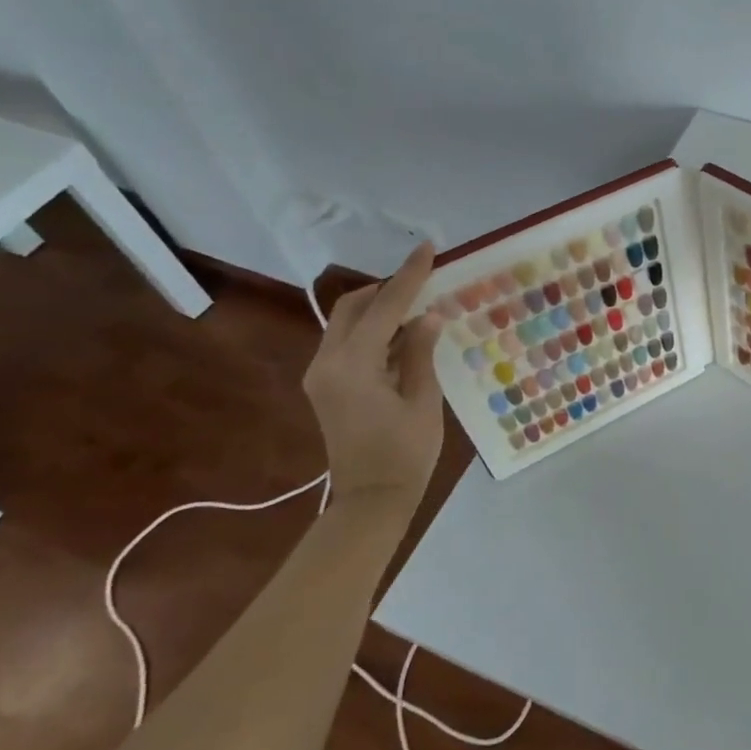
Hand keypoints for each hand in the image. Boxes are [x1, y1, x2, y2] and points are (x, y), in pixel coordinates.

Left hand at [302, 244, 449, 498]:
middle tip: (424, 283)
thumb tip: (429, 315)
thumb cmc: (405, 454)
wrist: (370, 501)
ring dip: (380, 311)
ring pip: (347, 324)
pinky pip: (348, 344)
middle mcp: (327, 363)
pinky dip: (374, 332)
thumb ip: (420, 352)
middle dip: (386, 290)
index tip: (427, 248)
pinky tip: (404, 337)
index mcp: (352, 365)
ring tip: (420, 310)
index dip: (409, 275)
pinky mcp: (326, 386)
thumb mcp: (423, 400)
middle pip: (352, 308)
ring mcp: (321, 375)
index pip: (384, 307)